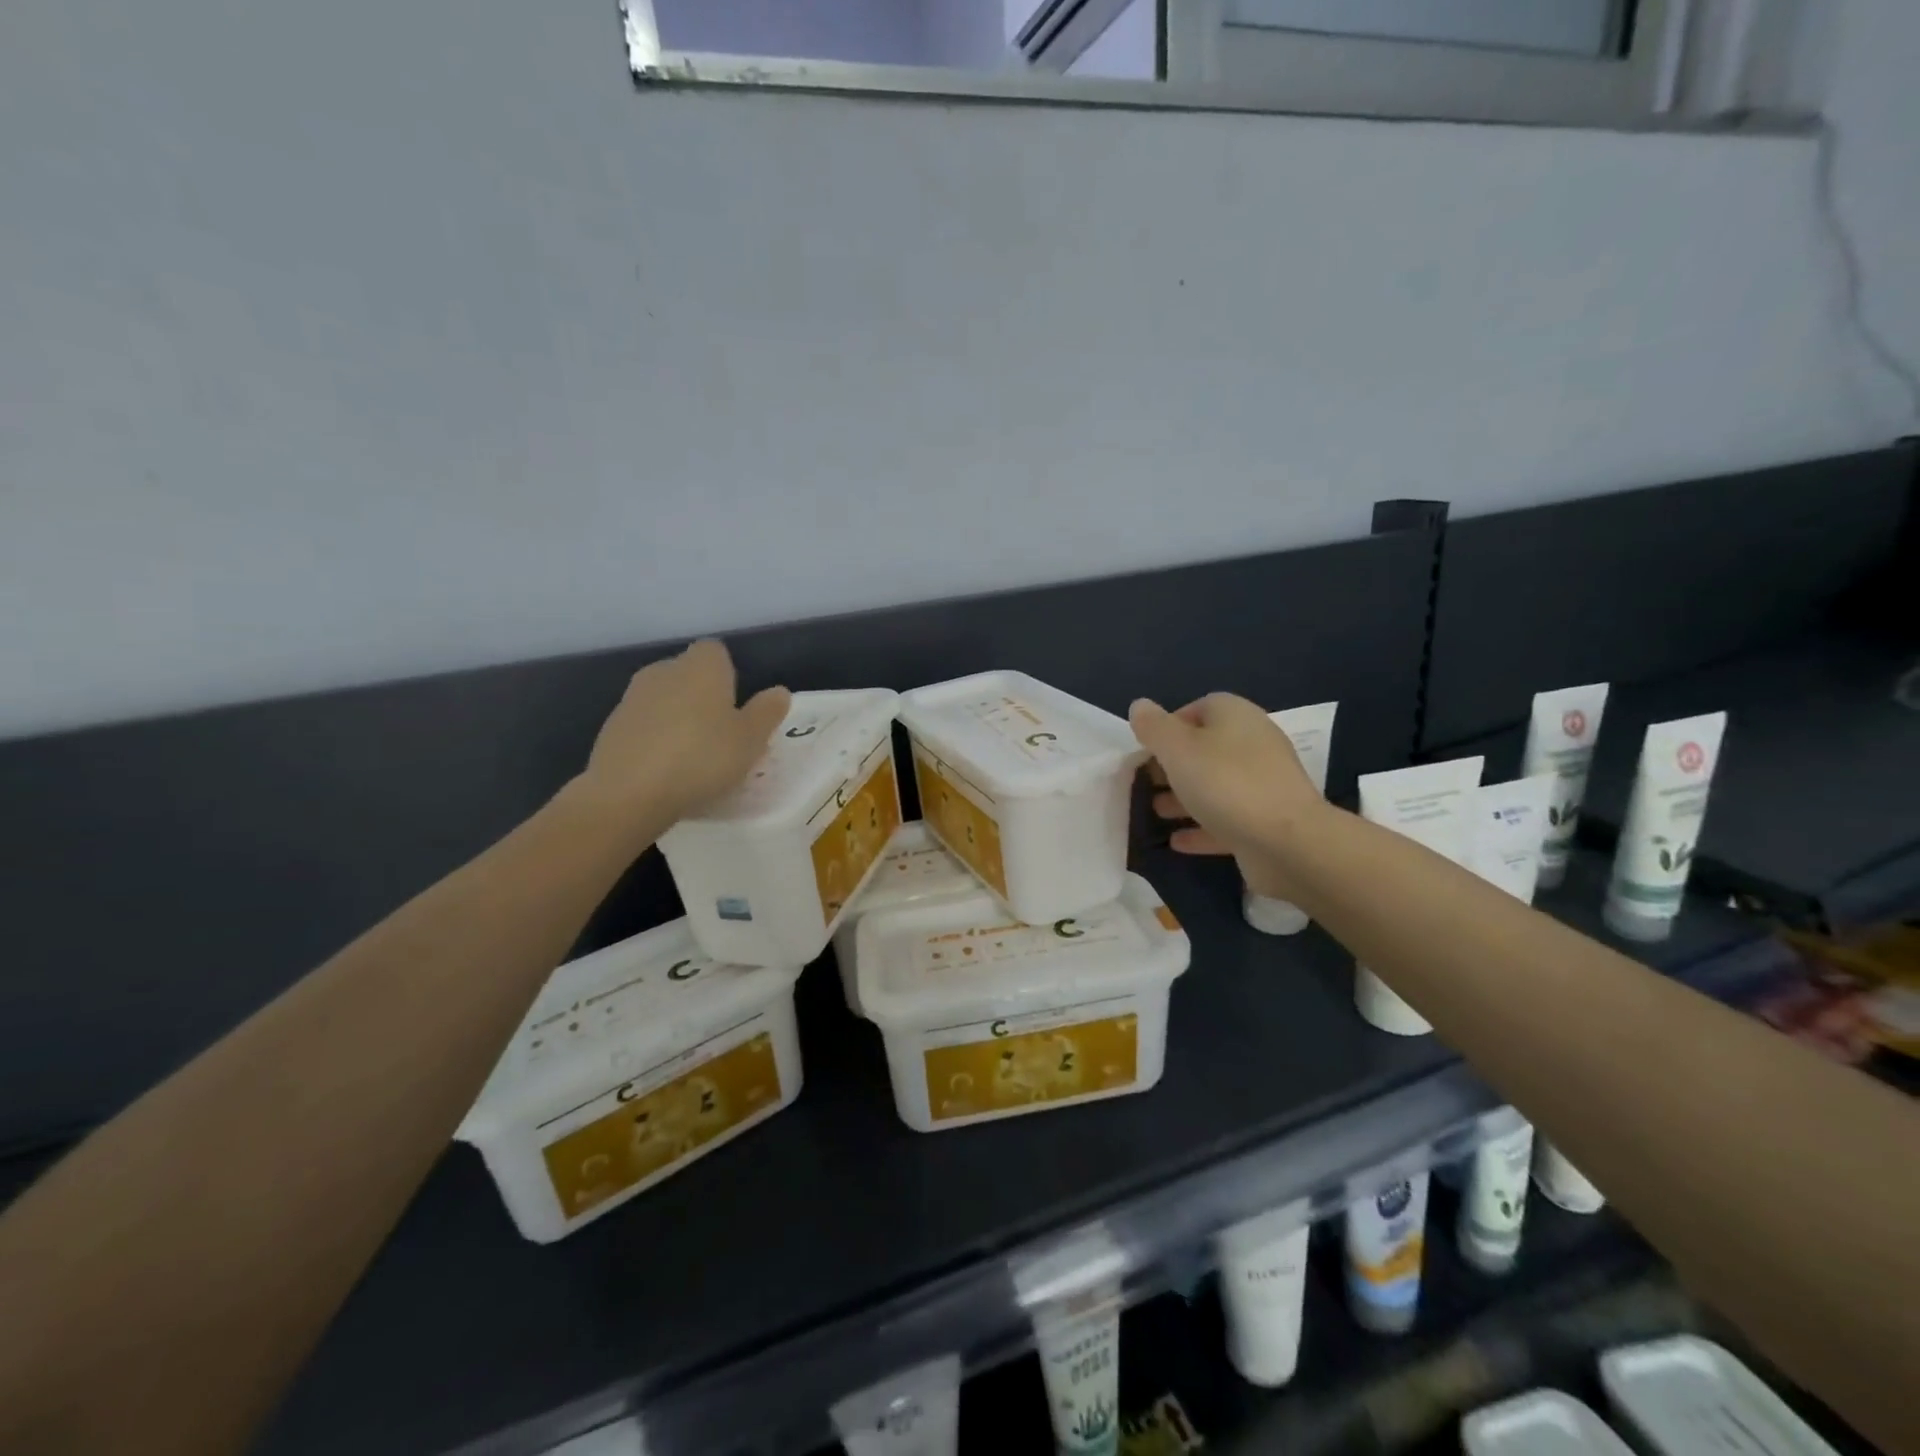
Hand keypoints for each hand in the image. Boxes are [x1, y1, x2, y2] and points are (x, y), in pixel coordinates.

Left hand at [572, 640, 790, 829]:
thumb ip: (767, 712)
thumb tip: (779, 692)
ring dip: (678, 718)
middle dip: (703, 696)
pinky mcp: (612, 727)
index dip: (729, 674)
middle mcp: (664, 671)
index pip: (716, 652)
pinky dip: (655, 738)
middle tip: (721, 733)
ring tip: (693, 755)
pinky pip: (644, 725)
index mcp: (701, 667)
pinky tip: (665, 769)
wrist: (627, 793)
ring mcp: (633, 698)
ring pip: (664, 699)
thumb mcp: (751, 740)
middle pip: (688, 674)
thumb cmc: (702, 758)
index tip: (737, 705)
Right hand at [1129, 694, 1326, 898]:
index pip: (1199, 707)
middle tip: (1145, 782)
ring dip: (1184, 797)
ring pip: (1215, 785)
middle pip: (1206, 748)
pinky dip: (1201, 828)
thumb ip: (1154, 727)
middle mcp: (1253, 744)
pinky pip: (1226, 819)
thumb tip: (1140, 706)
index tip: (1145, 748)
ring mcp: (1263, 785)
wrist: (1288, 842)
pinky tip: (1176, 841)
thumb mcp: (1177, 748)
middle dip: (1173, 764)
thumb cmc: (1225, 783)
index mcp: (1236, 716)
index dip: (1169, 725)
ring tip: (1154, 811)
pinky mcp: (1266, 822)